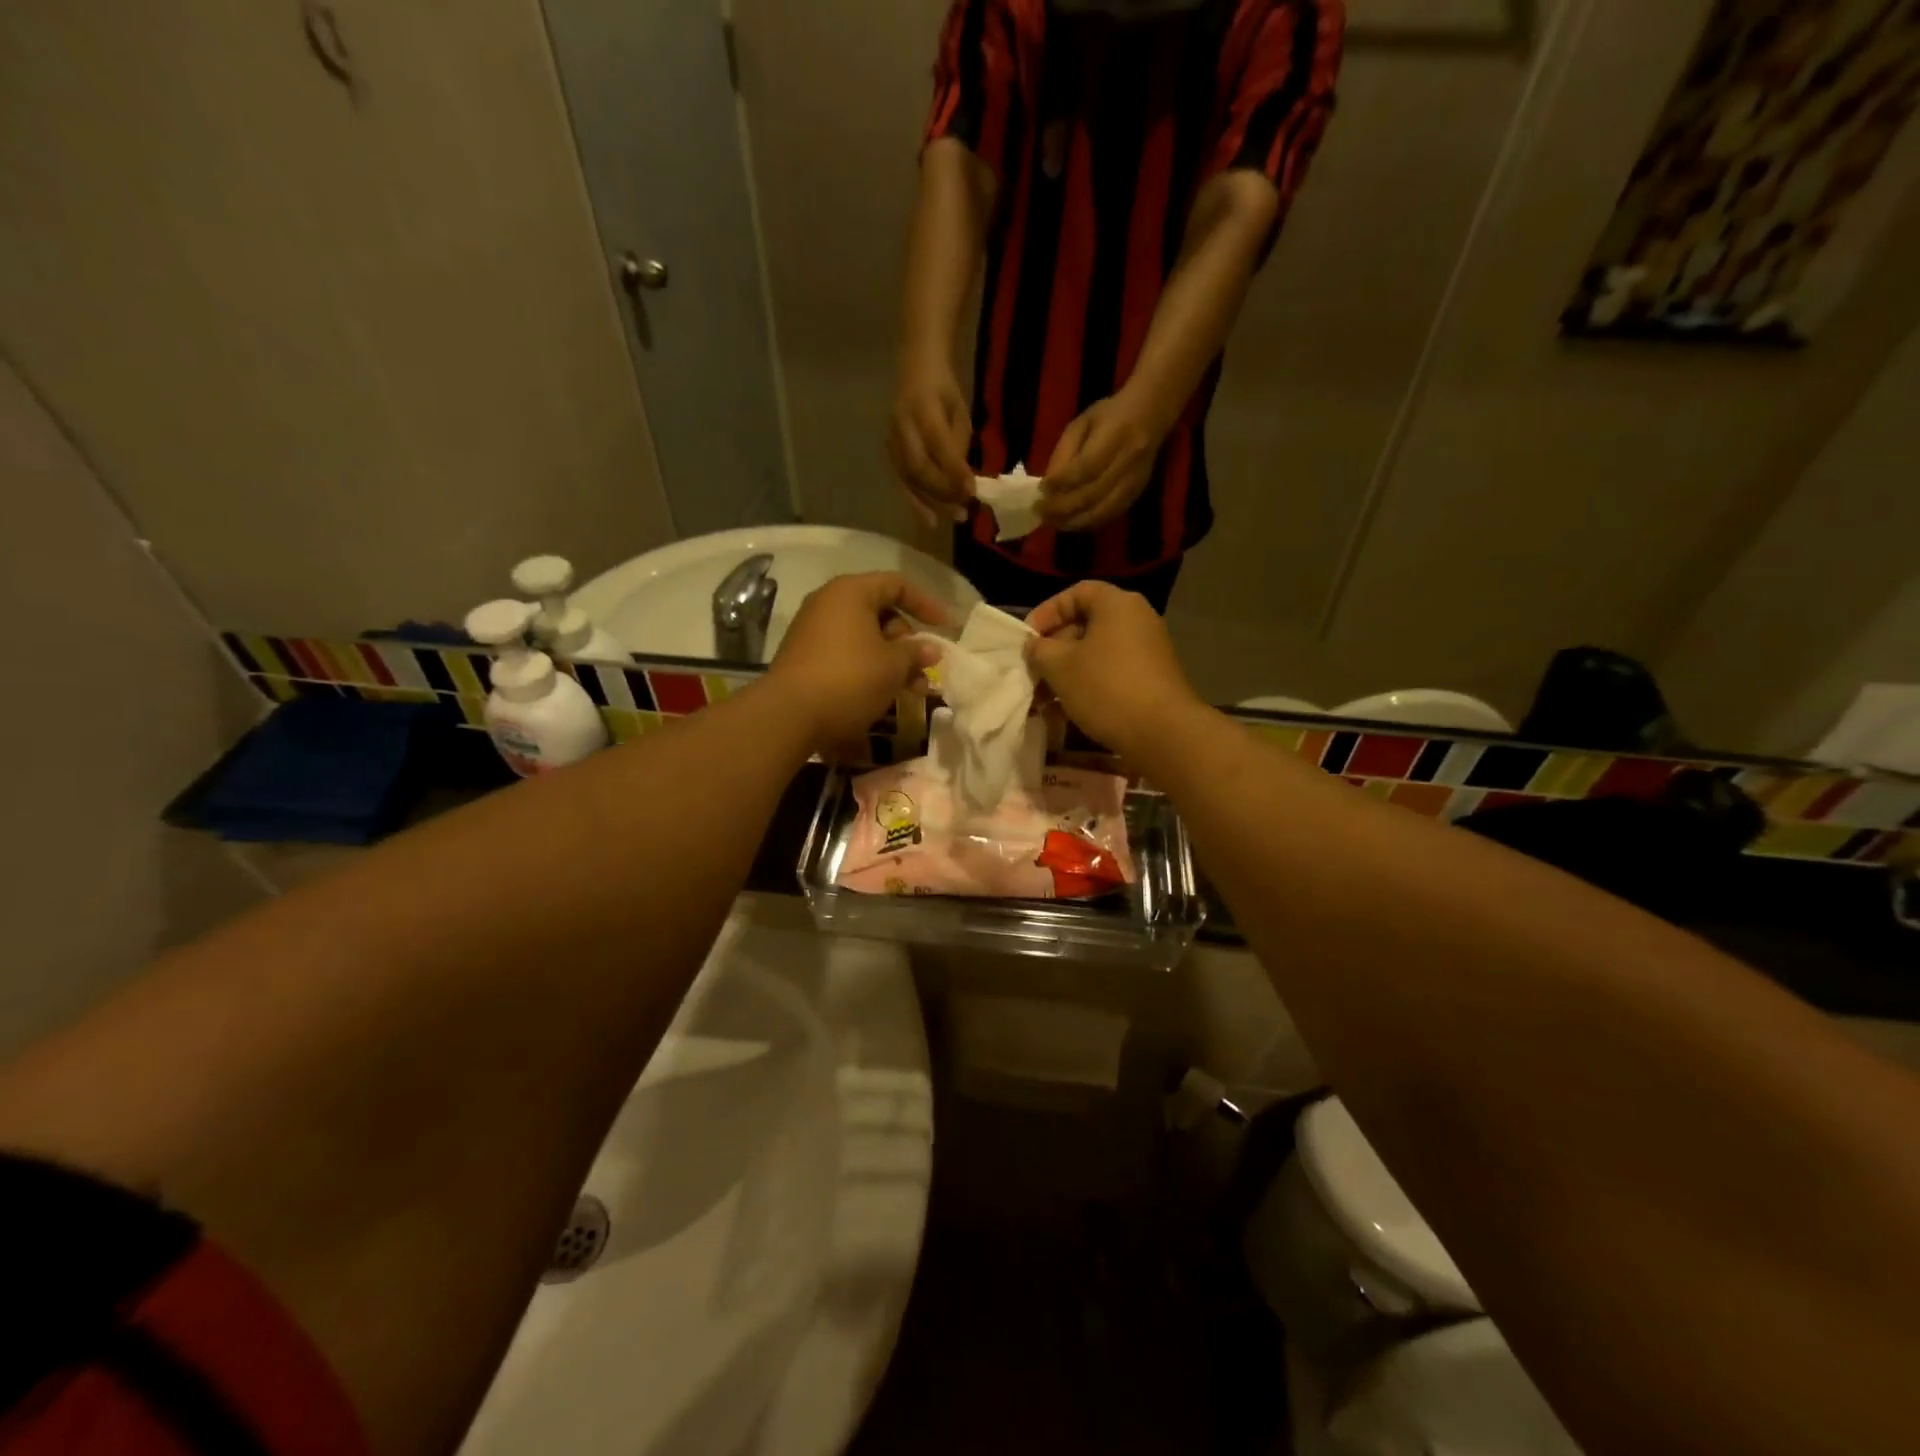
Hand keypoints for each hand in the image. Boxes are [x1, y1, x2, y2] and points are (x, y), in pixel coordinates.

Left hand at [765, 573, 948, 754]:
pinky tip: (884, 694)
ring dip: (892, 660)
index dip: (926, 604)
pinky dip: (870, 668)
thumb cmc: (849, 679)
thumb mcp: (893, 666)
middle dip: (908, 641)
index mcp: (851, 592)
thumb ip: (916, 653)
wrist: (788, 715)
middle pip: (881, 612)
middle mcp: (829, 603)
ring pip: (865, 638)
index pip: (897, 584)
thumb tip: (932, 649)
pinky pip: (848, 653)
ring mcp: (814, 631)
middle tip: (924, 669)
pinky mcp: (806, 657)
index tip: (947, 627)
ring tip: (912, 690)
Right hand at [887, 358, 974, 527]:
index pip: (938, 445)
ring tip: (953, 518)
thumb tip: (962, 482)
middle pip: (918, 468)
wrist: (914, 369)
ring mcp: (891, 440)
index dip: (954, 470)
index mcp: (922, 407)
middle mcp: (902, 425)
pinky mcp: (889, 453)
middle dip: (942, 493)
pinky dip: (916, 502)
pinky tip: (930, 518)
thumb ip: (958, 445)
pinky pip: (902, 482)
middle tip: (964, 510)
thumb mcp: (959, 411)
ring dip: (931, 503)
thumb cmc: (943, 391)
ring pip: (908, 480)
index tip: (972, 491)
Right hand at [1024, 581, 1202, 760]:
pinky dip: (1087, 686)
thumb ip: (1039, 650)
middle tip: (1032, 672)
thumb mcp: (1060, 667)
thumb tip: (1034, 646)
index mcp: (1117, 605)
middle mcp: (1137, 620)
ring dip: (1066, 673)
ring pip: (1095, 654)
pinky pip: (1111, 673)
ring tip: (1043, 700)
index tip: (1027, 639)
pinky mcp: (1151, 679)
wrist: (1163, 733)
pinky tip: (1066, 712)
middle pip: (1085, 625)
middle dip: (1053, 650)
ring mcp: (1147, 651)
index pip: (1076, 594)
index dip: (1046, 613)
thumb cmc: (1106, 688)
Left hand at [1039, 392, 1168, 532]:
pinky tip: (1071, 522)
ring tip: (1053, 522)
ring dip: (1074, 521)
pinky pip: (1110, 516)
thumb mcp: (1081, 424)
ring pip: (1102, 512)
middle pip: (1092, 495)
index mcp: (1115, 436)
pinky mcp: (1137, 494)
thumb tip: (1048, 486)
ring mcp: (1135, 482)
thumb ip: (1064, 453)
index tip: (1041, 489)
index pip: (1085, 468)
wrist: (1151, 415)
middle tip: (1040, 511)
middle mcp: (1128, 462)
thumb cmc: (1110, 415)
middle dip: (1062, 507)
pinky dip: (1088, 523)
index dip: (1061, 483)